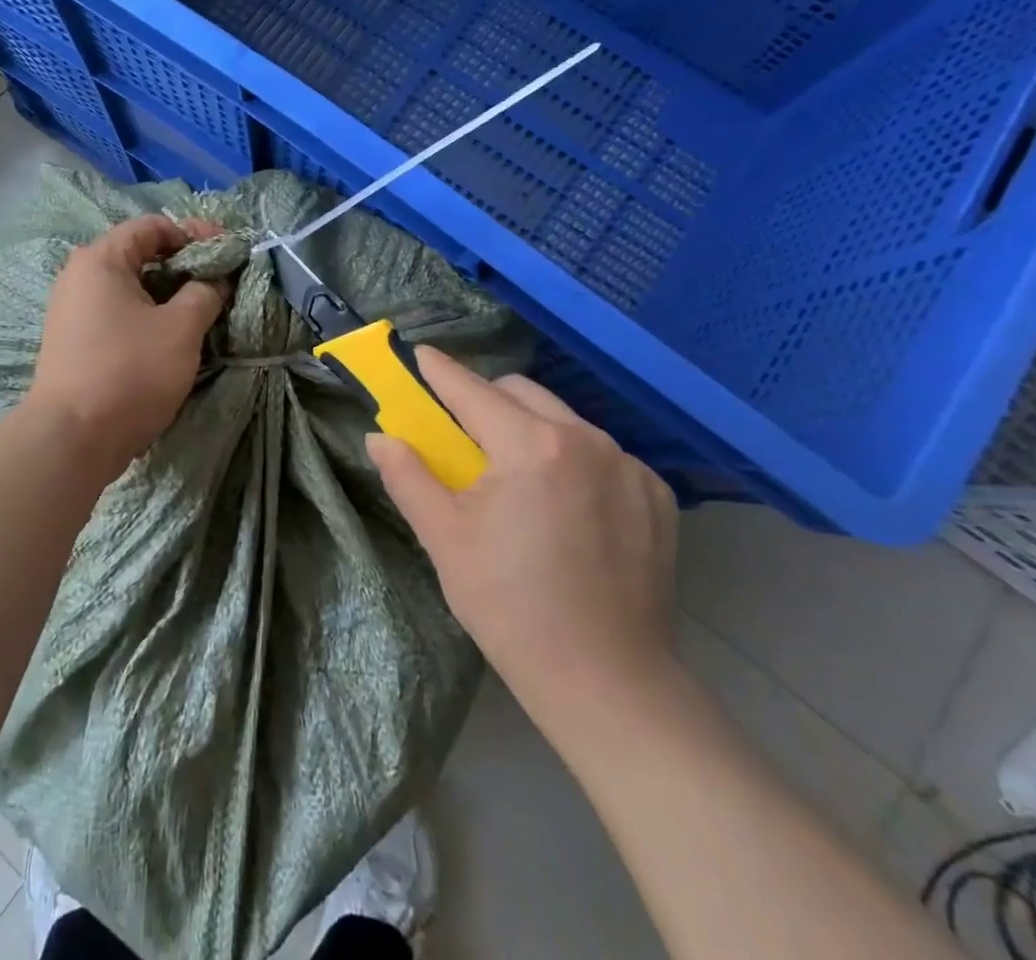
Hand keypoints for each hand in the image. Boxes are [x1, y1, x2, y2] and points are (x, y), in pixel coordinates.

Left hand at [25, 215, 227, 466]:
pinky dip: (149, 315)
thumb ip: (205, 292)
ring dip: (169, 293)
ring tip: (203, 310)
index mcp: (101, 260)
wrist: (72, 439)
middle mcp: (80, 276)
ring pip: (131, 288)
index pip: (153, 226)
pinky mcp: (75, 341)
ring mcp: (73, 310)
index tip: (228, 251)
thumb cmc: (130, 371)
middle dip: (184, 265)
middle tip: (220, 281)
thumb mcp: (181, 327)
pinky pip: (118, 313)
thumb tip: (215, 279)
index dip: (195, 233)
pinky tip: (173, 335)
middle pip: (140, 255)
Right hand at [368, 347, 678, 715]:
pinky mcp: (656, 494)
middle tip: (463, 433)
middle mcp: (585, 439)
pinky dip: (573, 460)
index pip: (473, 391)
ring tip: (517, 476)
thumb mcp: (445, 539)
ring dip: (531, 429)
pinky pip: (601, 453)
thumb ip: (408, 476)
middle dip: (485, 400)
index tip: (421, 354)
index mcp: (531, 446)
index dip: (442, 371)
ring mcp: (628, 465)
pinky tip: (567, 505)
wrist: (607, 682)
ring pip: (564, 420)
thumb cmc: (511, 607)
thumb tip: (379, 437)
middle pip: (520, 394)